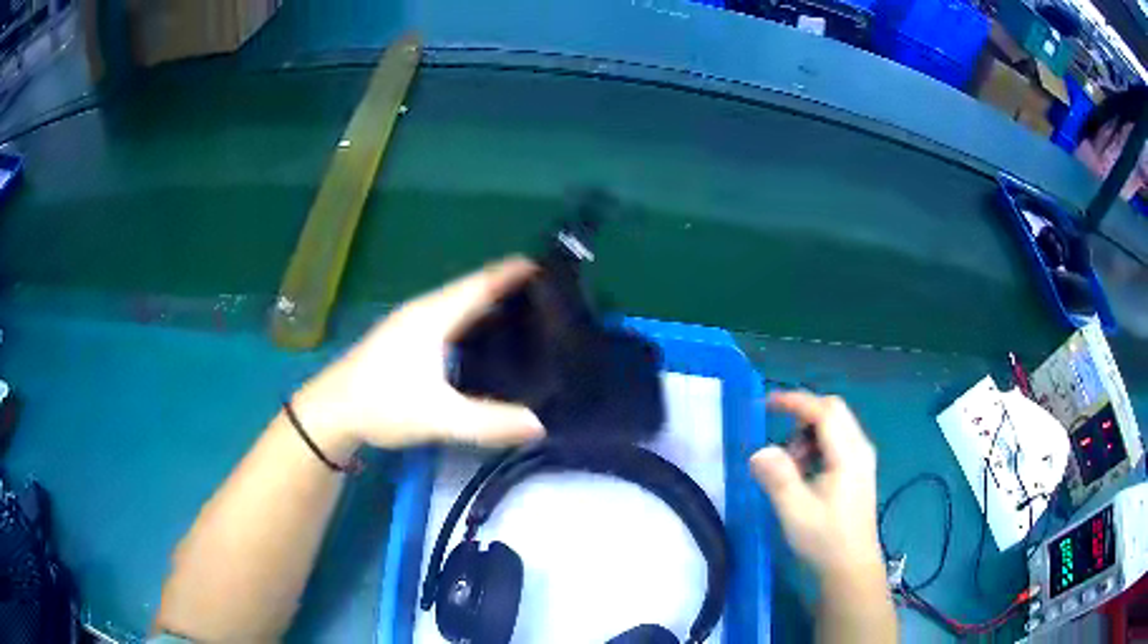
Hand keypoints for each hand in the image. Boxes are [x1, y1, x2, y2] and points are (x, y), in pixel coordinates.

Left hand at [293, 257, 544, 452]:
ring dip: (486, 303)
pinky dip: (470, 321)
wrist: (332, 412)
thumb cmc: (383, 404)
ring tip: (522, 313)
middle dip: (505, 286)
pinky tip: (481, 339)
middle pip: (470, 291)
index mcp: (432, 317)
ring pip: (456, 305)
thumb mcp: (439, 417)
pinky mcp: (402, 340)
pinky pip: (446, 319)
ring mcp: (409, 324)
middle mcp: (422, 312)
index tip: (544, 264)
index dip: (511, 273)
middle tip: (544, 294)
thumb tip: (539, 424)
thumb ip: (489, 422)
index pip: (480, 285)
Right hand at [750, 392, 883, 583]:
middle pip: (833, 412)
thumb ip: (778, 478)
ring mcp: (862, 460)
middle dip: (802, 418)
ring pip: (835, 427)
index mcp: (848, 455)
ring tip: (790, 469)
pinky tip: (805, 475)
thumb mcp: (796, 511)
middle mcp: (860, 449)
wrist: (851, 568)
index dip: (796, 402)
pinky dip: (816, 448)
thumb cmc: (825, 540)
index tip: (767, 403)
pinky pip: (836, 443)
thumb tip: (759, 451)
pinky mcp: (858, 471)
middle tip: (779, 444)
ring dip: (807, 436)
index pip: (824, 411)